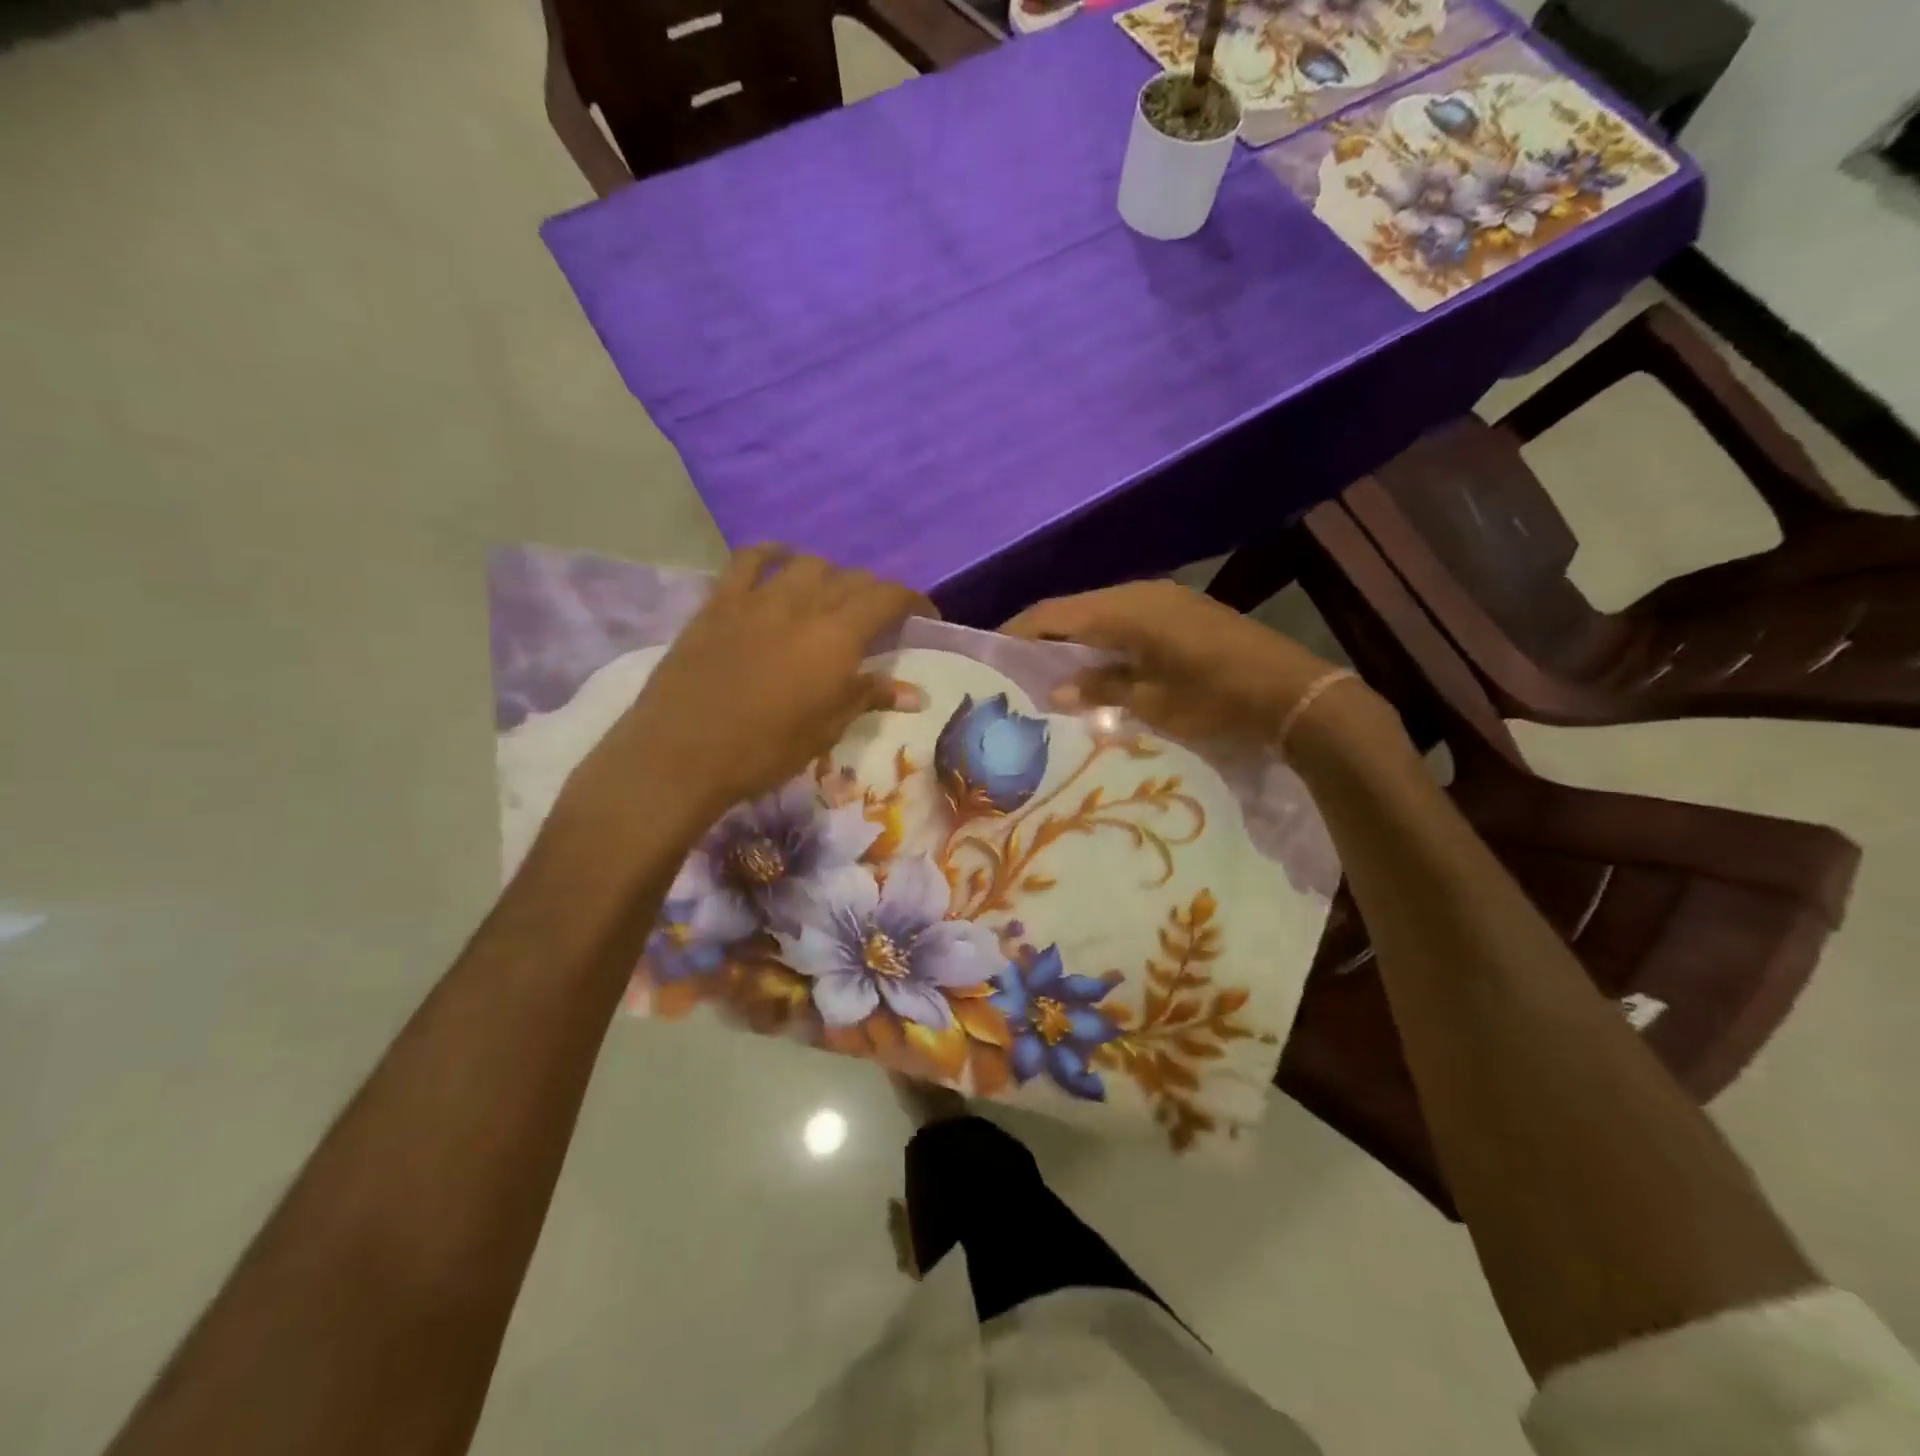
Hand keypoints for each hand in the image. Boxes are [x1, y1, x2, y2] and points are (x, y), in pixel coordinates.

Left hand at [562, 547, 929, 838]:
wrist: (682, 753)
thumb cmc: (764, 751)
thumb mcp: (825, 729)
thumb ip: (868, 697)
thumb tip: (915, 693)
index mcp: (837, 637)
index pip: (888, 597)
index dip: (912, 600)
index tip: (923, 615)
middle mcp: (803, 604)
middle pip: (852, 579)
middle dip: (873, 593)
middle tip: (877, 618)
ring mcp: (758, 597)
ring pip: (807, 564)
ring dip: (829, 575)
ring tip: (830, 597)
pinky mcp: (719, 601)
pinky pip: (748, 559)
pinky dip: (772, 554)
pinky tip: (780, 562)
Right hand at [1003, 580, 1377, 754]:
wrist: (1291, 692)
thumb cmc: (1214, 699)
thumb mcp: (1151, 701)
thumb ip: (1099, 689)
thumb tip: (1056, 690)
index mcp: (1125, 610)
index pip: (1054, 613)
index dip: (1019, 631)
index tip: (992, 654)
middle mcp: (1139, 593)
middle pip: (1075, 608)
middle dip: (1043, 636)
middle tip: (1018, 669)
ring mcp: (1163, 598)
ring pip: (1101, 613)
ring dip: (1074, 638)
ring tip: (1051, 670)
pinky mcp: (1181, 611)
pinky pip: (1126, 619)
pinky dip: (1103, 639)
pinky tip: (1097, 665)